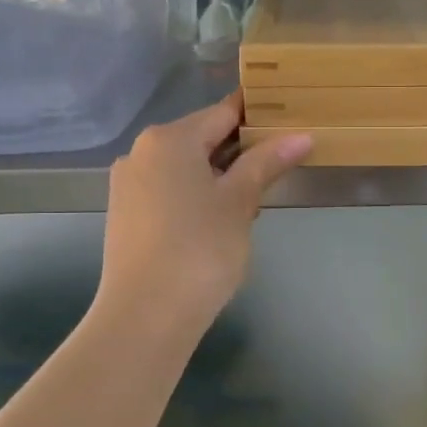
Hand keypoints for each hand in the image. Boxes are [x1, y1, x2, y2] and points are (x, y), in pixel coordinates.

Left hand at [98, 94, 310, 336]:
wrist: (145, 315)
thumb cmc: (200, 249)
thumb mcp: (240, 202)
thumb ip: (266, 163)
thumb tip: (301, 136)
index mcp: (170, 139)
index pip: (222, 112)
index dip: (257, 115)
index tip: (288, 118)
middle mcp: (142, 152)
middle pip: (202, 138)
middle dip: (240, 150)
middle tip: (280, 165)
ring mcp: (129, 184)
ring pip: (185, 167)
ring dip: (220, 175)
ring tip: (254, 200)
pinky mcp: (126, 214)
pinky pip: (169, 190)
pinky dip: (196, 195)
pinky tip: (219, 221)